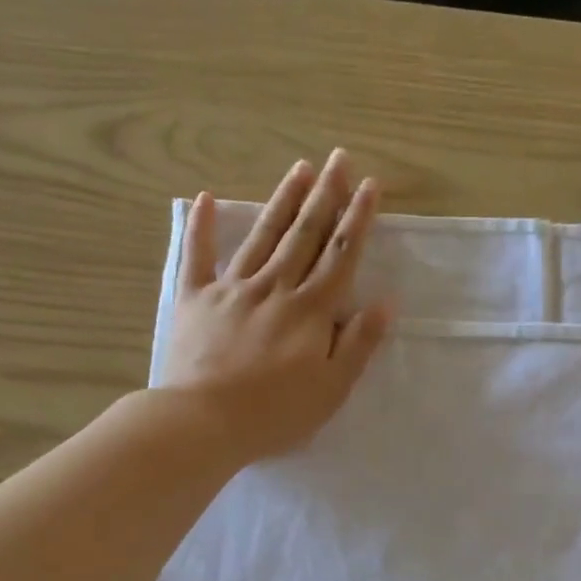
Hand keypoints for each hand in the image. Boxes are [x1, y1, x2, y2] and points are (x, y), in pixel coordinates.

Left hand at [161, 150, 391, 461]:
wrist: (203, 421)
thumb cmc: (275, 413)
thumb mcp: (332, 389)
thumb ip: (359, 343)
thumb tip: (385, 302)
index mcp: (310, 311)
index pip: (340, 256)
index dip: (357, 219)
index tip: (370, 185)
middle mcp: (274, 288)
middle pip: (304, 235)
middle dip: (325, 195)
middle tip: (338, 158)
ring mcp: (232, 289)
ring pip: (263, 236)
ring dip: (283, 201)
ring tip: (300, 168)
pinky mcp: (194, 299)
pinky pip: (198, 256)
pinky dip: (202, 226)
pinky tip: (205, 197)